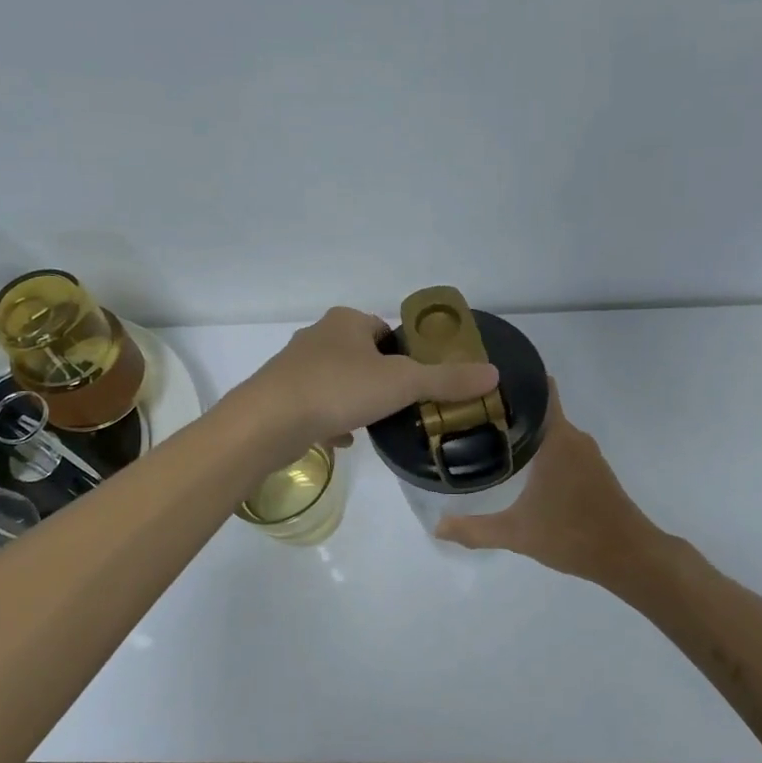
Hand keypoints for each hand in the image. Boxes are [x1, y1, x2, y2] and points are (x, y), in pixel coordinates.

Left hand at [237, 307, 498, 461]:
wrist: (268, 422)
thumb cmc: (338, 390)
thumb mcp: (402, 383)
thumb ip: (446, 379)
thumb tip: (494, 373)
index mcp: (346, 322)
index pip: (386, 331)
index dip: (405, 354)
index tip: (418, 381)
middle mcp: (318, 336)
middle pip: (361, 355)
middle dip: (380, 379)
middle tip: (400, 405)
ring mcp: (295, 367)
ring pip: (338, 381)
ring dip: (356, 400)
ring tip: (374, 424)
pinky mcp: (281, 396)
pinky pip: (316, 405)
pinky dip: (332, 419)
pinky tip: (344, 440)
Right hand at [434, 379, 663, 583]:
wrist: (629, 557)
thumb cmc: (573, 535)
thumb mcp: (517, 534)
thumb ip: (474, 529)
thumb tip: (437, 527)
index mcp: (557, 439)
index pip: (539, 390)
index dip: (514, 380)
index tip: (482, 377)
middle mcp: (573, 438)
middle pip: (540, 408)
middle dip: (509, 407)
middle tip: (471, 409)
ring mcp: (587, 454)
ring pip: (551, 429)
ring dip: (525, 429)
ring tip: (487, 432)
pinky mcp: (593, 471)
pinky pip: (561, 446)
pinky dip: (540, 446)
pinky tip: (518, 462)